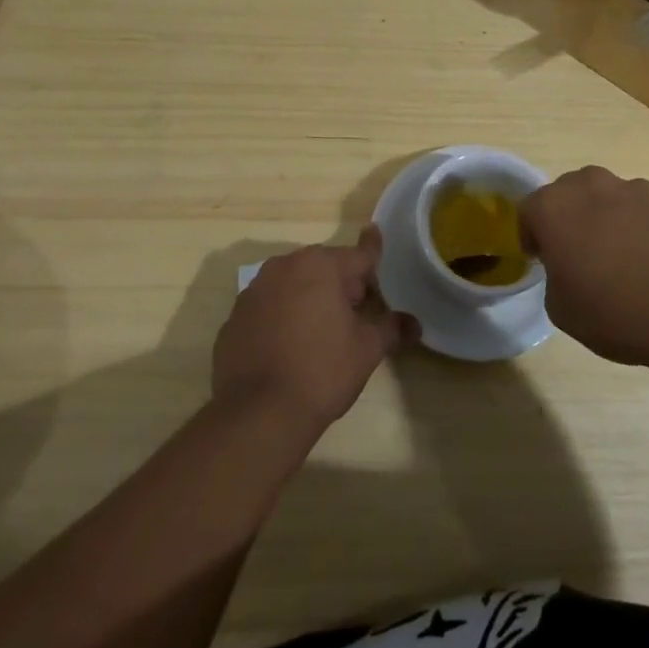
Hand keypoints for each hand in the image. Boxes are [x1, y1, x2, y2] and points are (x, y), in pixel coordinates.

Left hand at [211, 227, 416, 432]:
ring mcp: (254, 291)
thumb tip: (414, 324)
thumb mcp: (366, 350)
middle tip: (356, 310)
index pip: (358, 254)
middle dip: (341, 282)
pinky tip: (289, 345)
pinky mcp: (234, 318)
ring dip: (309, 296)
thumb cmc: (321, 371)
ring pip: (292, 284)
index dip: (372, 249)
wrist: (257, 413)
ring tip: (322, 329)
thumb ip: (391, 328)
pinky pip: (268, 307)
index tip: (375, 233)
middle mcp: (284, 267)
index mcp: (321, 266)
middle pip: (323, 267)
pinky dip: (281, 316)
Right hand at [520, 167, 648, 367]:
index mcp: (555, 207)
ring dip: (608, 221)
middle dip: (569, 219)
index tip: (543, 261)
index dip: (532, 237)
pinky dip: (643, 230)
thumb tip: (570, 269)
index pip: (528, 211)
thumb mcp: (562, 310)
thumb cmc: (617, 311)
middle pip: (569, 194)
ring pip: (609, 199)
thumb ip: (555, 277)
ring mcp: (637, 189)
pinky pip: (646, 212)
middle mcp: (592, 186)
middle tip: (580, 257)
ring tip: (625, 263)